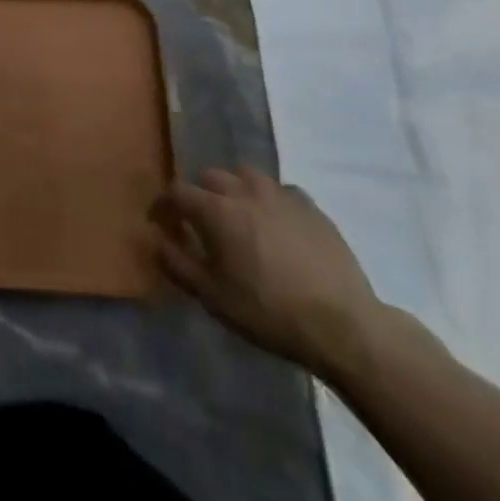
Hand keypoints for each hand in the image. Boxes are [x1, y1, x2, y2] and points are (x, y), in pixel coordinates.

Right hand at [154, 167, 383, 380]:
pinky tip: (275, 223)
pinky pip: (281, 191)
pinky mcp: (311, 207)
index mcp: (217, 210)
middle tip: (200, 221)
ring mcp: (281, 195)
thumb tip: (158, 240)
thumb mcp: (213, 297)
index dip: (163, 205)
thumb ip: (178, 264)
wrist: (342, 325)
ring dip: (235, 189)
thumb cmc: (268, 312)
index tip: (159, 221)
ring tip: (239, 215)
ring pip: (247, 176)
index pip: (177, 192)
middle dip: (199, 193)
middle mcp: (245, 191)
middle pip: (211, 176)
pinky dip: (269, 200)